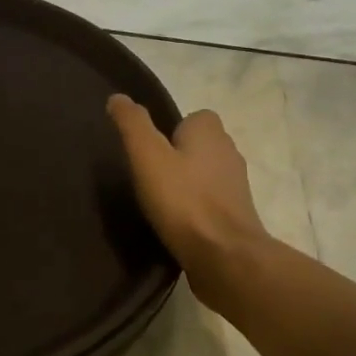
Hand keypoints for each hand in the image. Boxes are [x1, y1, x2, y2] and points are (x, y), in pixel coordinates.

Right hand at [107, 96, 270, 301]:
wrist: (225, 257)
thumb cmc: (184, 200)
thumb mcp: (147, 156)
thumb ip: (132, 124)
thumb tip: (118, 97)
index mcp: (211, 133)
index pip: (194, 117)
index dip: (172, 129)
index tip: (150, 149)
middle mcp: (229, 154)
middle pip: (201, 145)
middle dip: (178, 156)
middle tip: (150, 175)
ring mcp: (236, 187)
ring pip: (206, 174)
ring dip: (188, 183)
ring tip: (160, 201)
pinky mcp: (237, 217)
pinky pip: (211, 202)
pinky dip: (195, 208)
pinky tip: (176, 223)